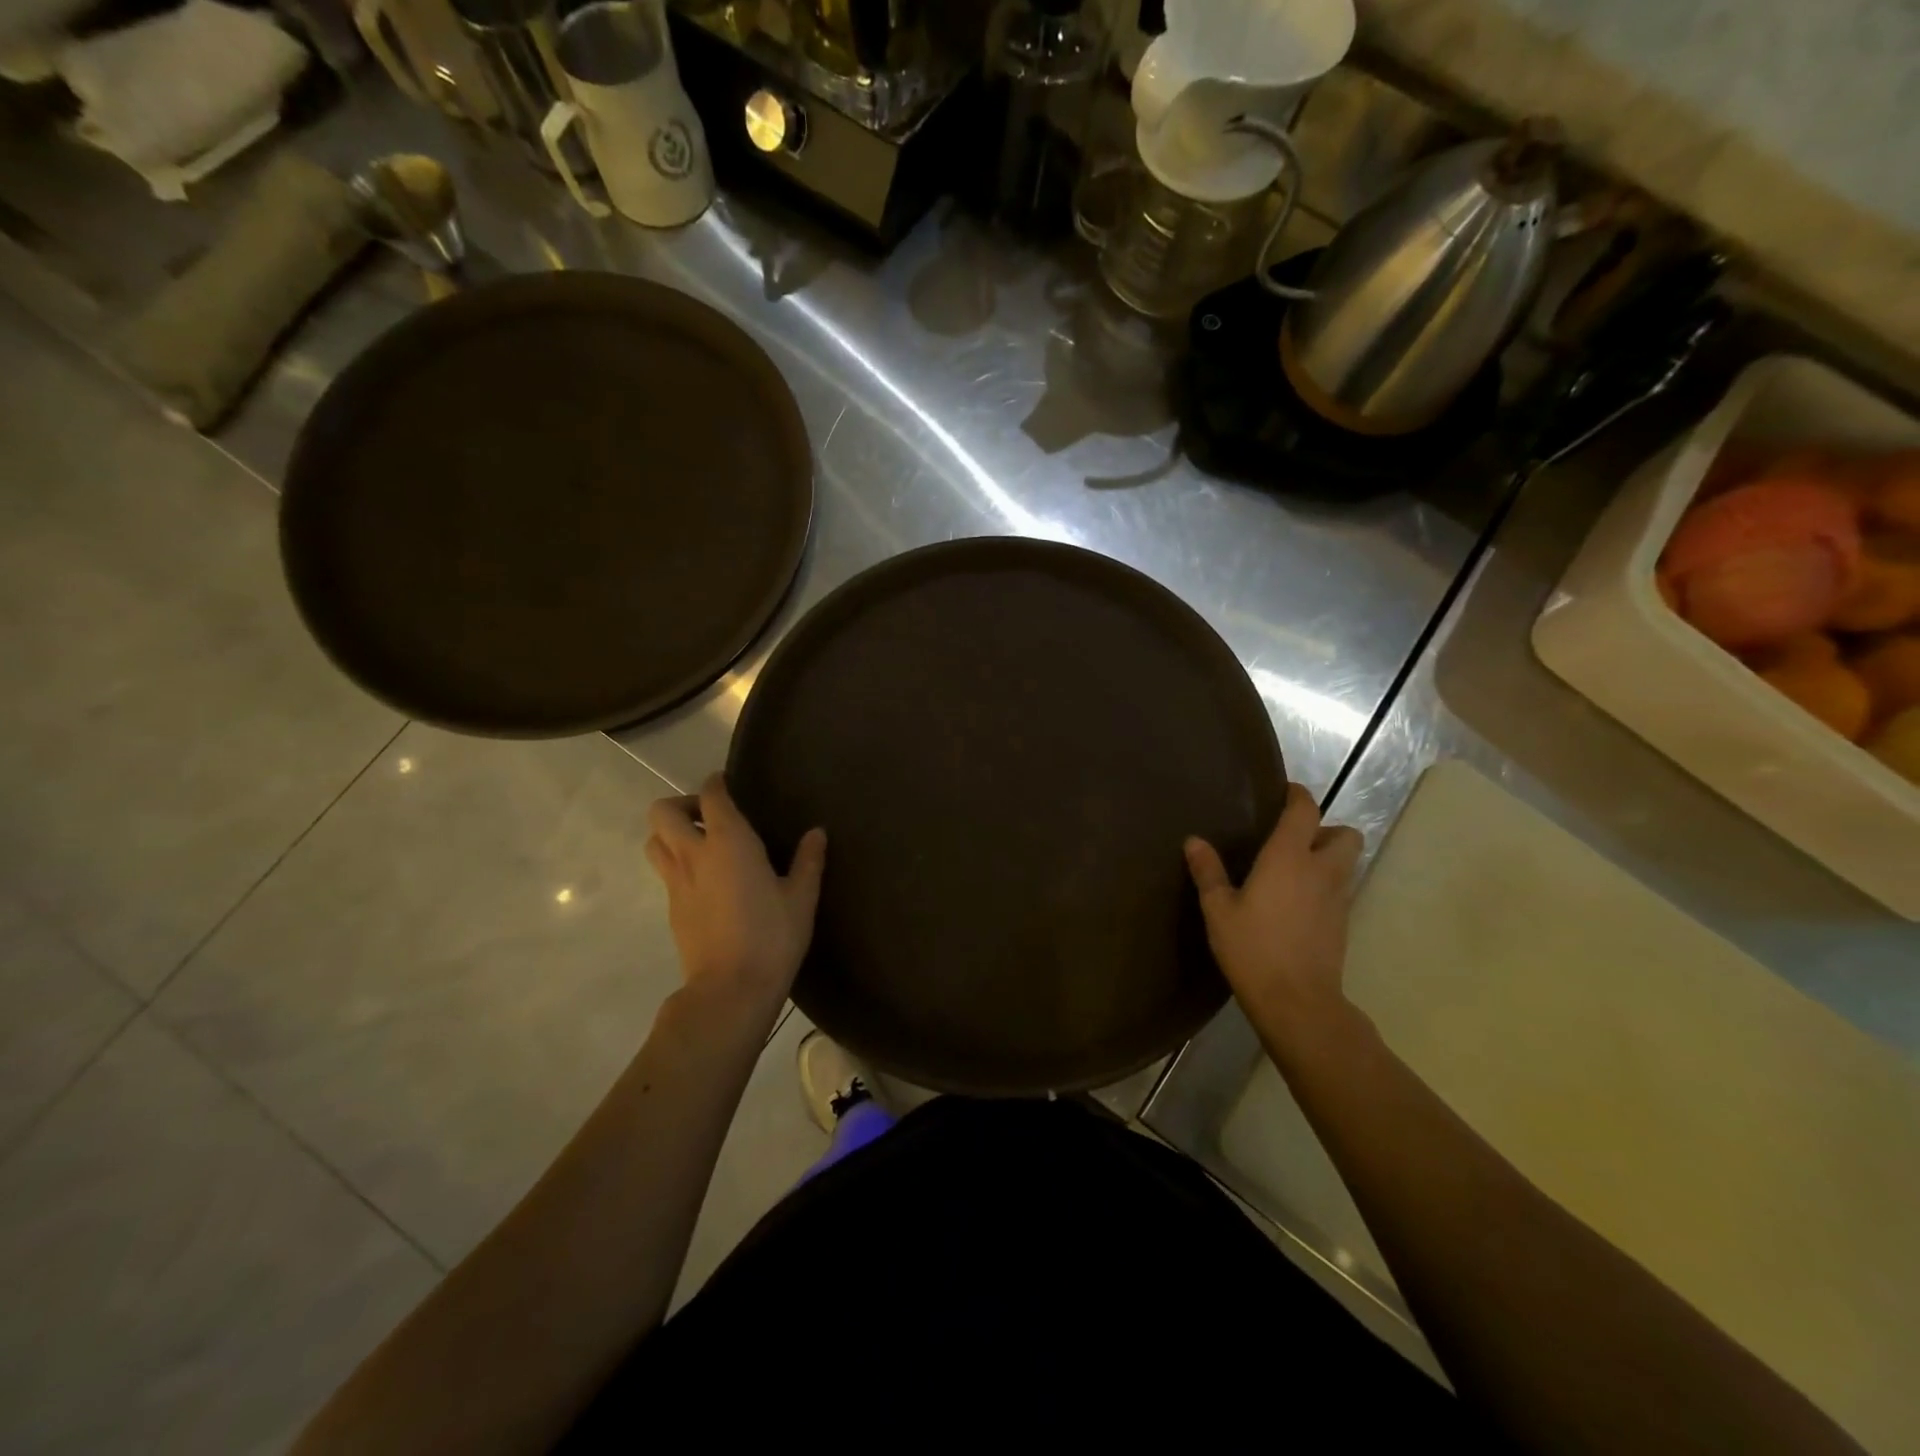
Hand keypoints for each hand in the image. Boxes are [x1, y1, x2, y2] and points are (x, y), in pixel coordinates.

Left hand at [645, 774, 825, 1015]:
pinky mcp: (671, 909)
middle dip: (682, 805)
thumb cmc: (772, 936)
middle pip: (662, 812)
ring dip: (671, 834)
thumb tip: (816, 833)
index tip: (727, 783)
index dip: (716, 783)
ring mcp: (677, 883)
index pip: (711, 796)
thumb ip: (808, 861)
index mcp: (729, 842)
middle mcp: (694, 855)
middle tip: (711, 818)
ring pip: (654, 841)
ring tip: (703, 846)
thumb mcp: (802, 898)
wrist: (731, 989)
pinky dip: (679, 864)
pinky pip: (665, 872)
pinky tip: (708, 882)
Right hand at [1185, 782, 1364, 1044]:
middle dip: (1326, 829)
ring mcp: (1338, 898)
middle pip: (1346, 834)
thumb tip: (1194, 841)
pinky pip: (1341, 888)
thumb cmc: (1252, 948)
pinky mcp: (1343, 923)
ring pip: (1348, 862)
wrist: (1297, 1001)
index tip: (1285, 791)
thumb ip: (1208, 872)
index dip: (1297, 796)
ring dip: (1330, 856)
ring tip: (1296, 868)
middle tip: (1294, 839)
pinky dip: (1326, 884)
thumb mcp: (1219, 909)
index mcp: (1288, 858)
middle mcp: (1321, 870)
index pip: (1304, 811)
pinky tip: (1298, 901)